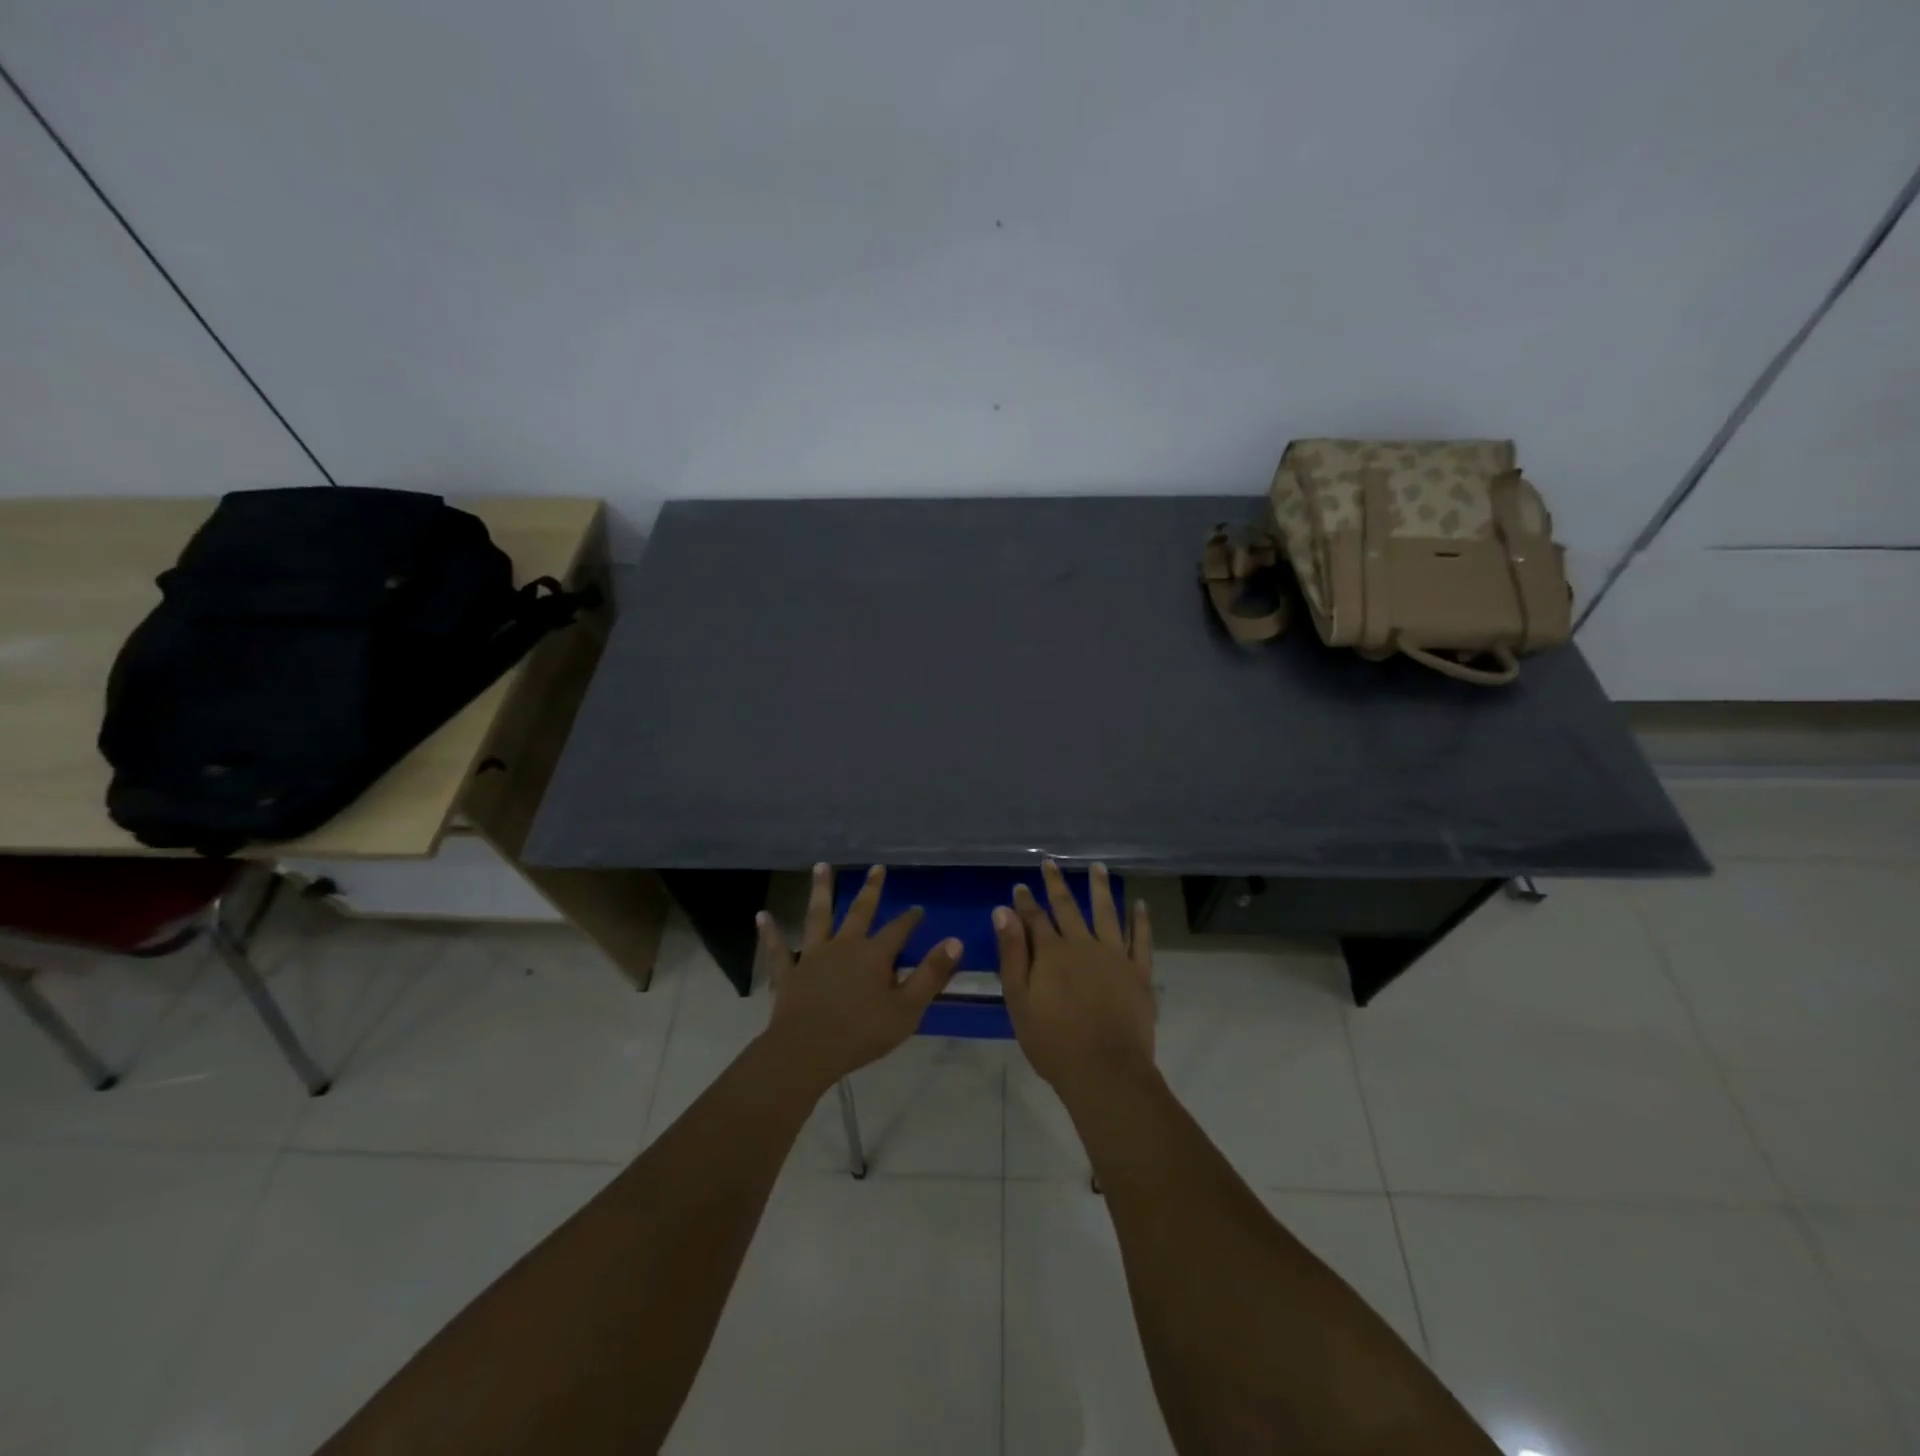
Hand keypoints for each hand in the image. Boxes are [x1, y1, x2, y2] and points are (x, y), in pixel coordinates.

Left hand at [755, 863, 961, 1092]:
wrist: (807, 1052)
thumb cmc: (861, 1033)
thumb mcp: (907, 1009)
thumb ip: (931, 974)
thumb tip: (955, 941)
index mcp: (875, 955)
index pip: (899, 930)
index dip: (910, 919)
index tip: (918, 909)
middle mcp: (844, 946)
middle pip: (860, 911)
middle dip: (871, 889)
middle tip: (877, 867)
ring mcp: (813, 956)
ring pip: (818, 916)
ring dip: (821, 890)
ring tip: (821, 866)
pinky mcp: (788, 973)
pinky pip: (778, 949)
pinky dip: (770, 932)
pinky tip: (762, 916)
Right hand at [997, 861, 1155, 1102]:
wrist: (1104, 1071)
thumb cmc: (1053, 1042)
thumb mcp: (1019, 1000)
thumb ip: (1012, 953)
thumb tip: (1003, 911)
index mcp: (1051, 953)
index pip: (1034, 918)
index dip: (1025, 901)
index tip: (1020, 885)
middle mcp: (1083, 945)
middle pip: (1068, 907)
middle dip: (1056, 884)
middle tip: (1051, 863)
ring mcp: (1114, 956)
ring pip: (1106, 913)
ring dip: (1100, 888)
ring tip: (1097, 866)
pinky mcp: (1139, 972)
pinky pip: (1142, 939)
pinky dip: (1141, 920)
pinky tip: (1140, 904)